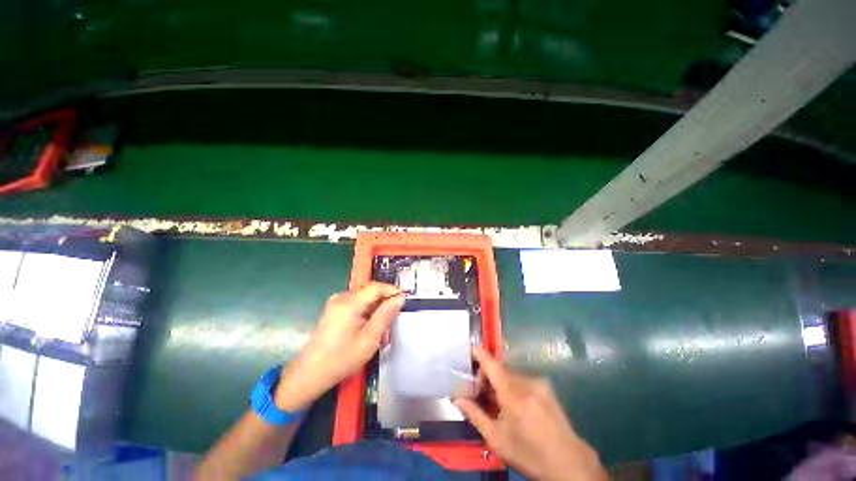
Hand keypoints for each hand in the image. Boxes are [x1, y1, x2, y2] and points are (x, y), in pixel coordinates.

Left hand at [275, 282, 404, 411]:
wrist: (310, 374)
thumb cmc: (342, 359)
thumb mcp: (369, 338)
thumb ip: (386, 314)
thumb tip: (400, 298)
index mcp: (349, 303)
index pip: (376, 287)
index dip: (392, 291)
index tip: (405, 301)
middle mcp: (341, 297)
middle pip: (371, 292)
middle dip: (385, 304)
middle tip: (394, 322)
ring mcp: (336, 303)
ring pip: (365, 299)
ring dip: (377, 311)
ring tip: (383, 331)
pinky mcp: (334, 309)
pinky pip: (357, 305)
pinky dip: (367, 314)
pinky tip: (370, 329)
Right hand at [455, 347, 608, 480]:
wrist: (568, 463)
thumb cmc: (528, 453)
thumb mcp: (497, 438)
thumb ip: (475, 414)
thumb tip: (457, 399)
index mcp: (513, 394)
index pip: (493, 365)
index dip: (480, 354)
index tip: (470, 349)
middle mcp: (527, 382)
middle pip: (501, 370)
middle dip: (488, 377)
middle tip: (481, 393)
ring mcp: (539, 383)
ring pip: (511, 375)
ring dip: (501, 382)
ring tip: (499, 402)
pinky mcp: (547, 387)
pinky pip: (523, 379)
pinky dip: (513, 386)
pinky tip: (515, 404)